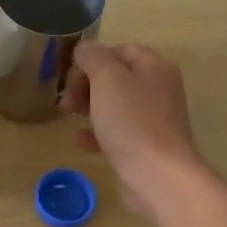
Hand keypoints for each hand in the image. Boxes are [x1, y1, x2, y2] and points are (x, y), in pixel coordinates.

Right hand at [61, 41, 207, 218]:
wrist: (159, 176)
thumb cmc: (132, 122)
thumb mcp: (107, 79)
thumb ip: (93, 57)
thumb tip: (85, 50)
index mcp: (154, 67)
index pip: (120, 50)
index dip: (93, 59)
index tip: (71, 76)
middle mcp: (158, 89)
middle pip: (116, 77)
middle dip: (86, 84)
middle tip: (66, 100)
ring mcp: (153, 119)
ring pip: (114, 104)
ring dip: (88, 107)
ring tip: (68, 116)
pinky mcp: (146, 146)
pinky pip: (117, 131)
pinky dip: (97, 133)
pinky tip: (80, 141)